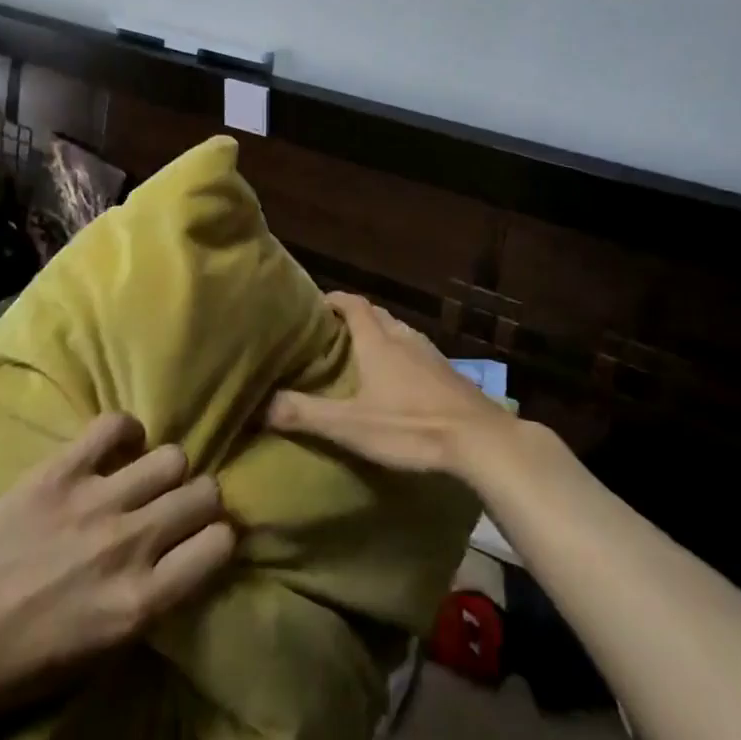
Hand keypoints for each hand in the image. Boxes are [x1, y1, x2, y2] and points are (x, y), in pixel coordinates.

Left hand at [0, 413, 234, 715]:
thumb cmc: (19, 664)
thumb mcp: (100, 653)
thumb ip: (150, 601)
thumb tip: (183, 556)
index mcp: (138, 602)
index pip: (221, 545)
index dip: (219, 539)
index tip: (205, 539)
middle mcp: (129, 544)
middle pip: (204, 491)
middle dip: (200, 499)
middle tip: (178, 508)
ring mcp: (94, 501)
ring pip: (171, 456)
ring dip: (165, 469)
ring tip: (144, 479)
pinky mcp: (60, 470)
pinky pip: (115, 424)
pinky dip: (125, 432)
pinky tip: (116, 450)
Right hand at [266, 291, 515, 476]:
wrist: (479, 439)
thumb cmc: (410, 426)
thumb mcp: (351, 426)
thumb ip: (305, 414)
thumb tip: (261, 404)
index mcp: (378, 341)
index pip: (353, 304)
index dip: (334, 300)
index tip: (316, 305)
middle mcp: (404, 338)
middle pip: (377, 315)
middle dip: (356, 318)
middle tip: (333, 334)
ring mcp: (430, 354)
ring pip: (399, 333)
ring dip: (381, 336)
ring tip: (363, 356)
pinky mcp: (449, 374)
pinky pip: (417, 352)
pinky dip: (402, 355)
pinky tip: (401, 382)